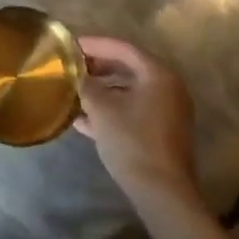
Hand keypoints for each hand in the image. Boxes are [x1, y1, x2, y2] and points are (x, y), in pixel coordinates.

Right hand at [76, 36, 199, 208]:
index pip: (123, 48)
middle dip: (97, 67)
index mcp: (158, 75)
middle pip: (128, 68)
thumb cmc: (132, 142)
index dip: (94, 44)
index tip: (70, 45)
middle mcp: (168, 88)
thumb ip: (86, 85)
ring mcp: (167, 112)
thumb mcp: (102, 109)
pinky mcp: (162, 133)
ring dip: (102, 91)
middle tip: (71, 67)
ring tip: (73, 92)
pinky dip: (111, 110)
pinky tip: (83, 120)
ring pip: (129, 91)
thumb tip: (75, 74)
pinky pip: (133, 111)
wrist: (162, 194)